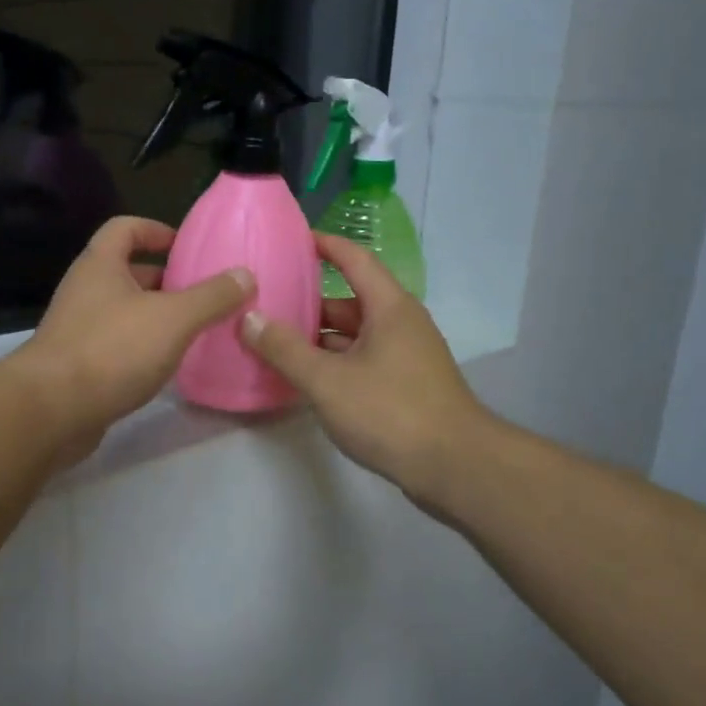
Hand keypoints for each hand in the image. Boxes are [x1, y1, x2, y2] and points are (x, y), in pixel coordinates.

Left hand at [7, 216, 252, 462]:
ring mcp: (76, 328)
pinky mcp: (76, 364)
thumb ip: (212, 296)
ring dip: (155, 316)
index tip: (187, 247)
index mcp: (101, 265)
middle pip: (126, 271)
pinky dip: (141, 347)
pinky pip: (115, 344)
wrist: (52, 410)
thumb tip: (245, 274)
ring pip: (122, 310)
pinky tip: (165, 365)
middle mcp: (84, 290)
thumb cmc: (113, 350)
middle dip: (165, 279)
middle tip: (203, 294)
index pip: (125, 228)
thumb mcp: (173, 318)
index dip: (156, 230)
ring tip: (194, 330)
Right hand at [238, 232, 483, 498]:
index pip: (354, 259)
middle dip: (309, 301)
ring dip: (319, 337)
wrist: (456, 468)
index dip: (324, 244)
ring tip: (275, 341)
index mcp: (389, 307)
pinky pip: (362, 360)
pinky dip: (334, 362)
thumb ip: (285, 349)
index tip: (292, 238)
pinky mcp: (406, 385)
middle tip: (267, 301)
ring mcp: (406, 356)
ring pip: (355, 335)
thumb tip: (249, 318)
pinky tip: (306, 378)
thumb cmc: (391, 412)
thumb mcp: (327, 381)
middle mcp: (401, 323)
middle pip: (350, 300)